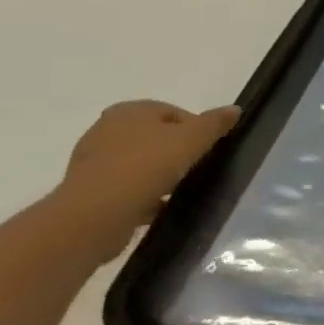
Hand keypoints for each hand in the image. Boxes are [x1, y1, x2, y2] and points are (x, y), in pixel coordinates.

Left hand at [53, 99, 240, 261]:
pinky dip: (143, 195)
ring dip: (159, 174)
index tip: (207, 148)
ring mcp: (93, 162)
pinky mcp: (88, 191)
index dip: (195, 128)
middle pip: (155, 137)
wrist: (94, 215)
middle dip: (176, 151)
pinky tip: (160, 206)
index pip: (173, 112)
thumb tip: (235, 108)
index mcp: (129, 111)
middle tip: (196, 167)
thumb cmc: (146, 166)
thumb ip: (214, 123)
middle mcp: (106, 130)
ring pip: (139, 163)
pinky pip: (126, 187)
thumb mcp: (192, 139)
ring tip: (180, 189)